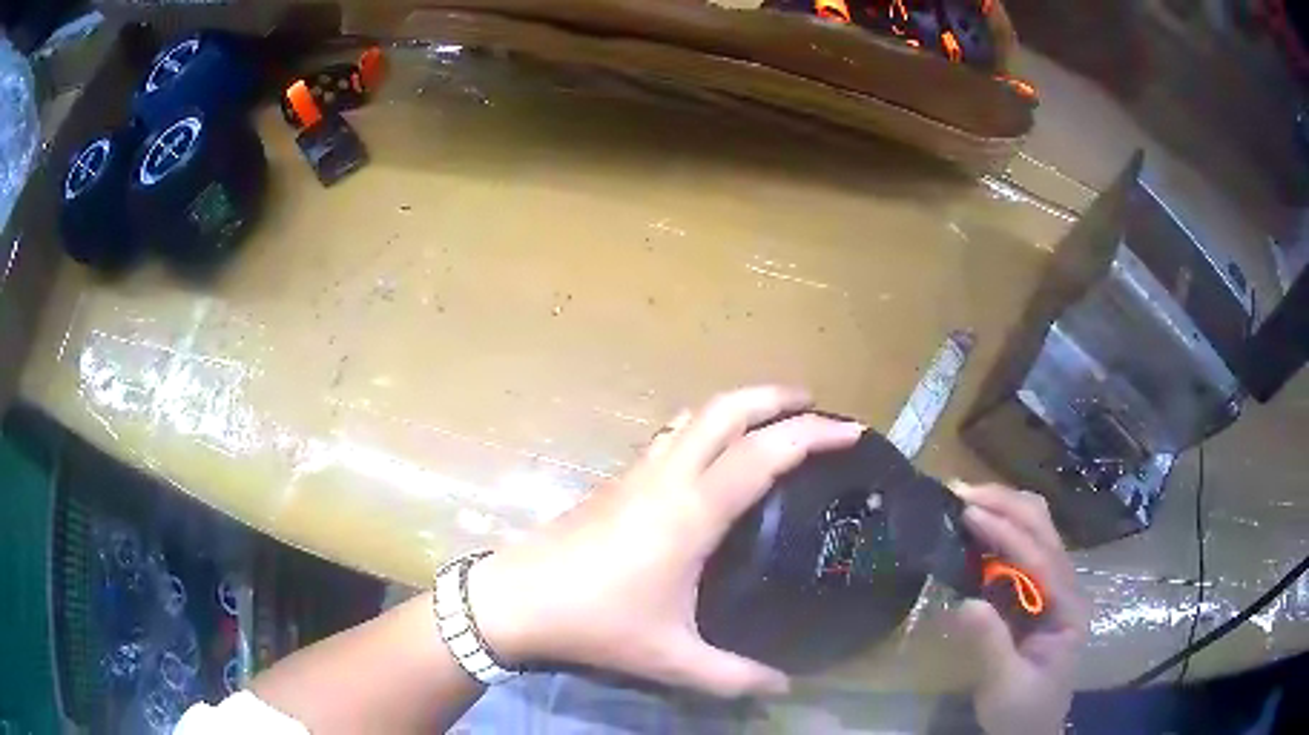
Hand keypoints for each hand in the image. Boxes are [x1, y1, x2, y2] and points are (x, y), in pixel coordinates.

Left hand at [466, 386, 863, 696]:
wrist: (518, 598)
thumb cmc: (596, 622)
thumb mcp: (672, 657)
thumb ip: (733, 675)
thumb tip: (784, 686)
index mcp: (691, 512)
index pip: (764, 453)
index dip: (813, 435)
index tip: (851, 431)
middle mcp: (667, 477)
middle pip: (726, 409)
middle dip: (775, 396)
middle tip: (813, 405)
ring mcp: (638, 472)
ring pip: (695, 414)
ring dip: (739, 405)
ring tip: (772, 418)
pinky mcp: (618, 479)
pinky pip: (674, 434)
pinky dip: (708, 425)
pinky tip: (715, 454)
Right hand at [950, 483, 1088, 734]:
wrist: (1030, 727)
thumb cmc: (1022, 710)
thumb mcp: (1005, 686)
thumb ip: (990, 645)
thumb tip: (964, 602)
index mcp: (1069, 607)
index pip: (1041, 558)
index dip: (1006, 532)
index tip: (969, 512)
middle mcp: (1067, 585)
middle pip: (1043, 528)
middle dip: (1006, 505)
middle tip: (960, 493)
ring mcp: (1053, 585)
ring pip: (1035, 529)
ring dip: (1002, 509)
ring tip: (964, 501)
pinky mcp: (1035, 591)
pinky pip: (1020, 548)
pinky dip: (998, 530)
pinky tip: (974, 528)